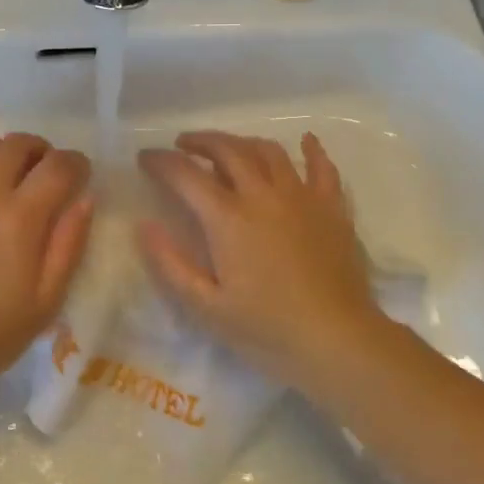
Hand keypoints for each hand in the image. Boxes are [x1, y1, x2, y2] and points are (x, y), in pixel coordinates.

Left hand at [0, 133, 93, 388]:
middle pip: (18, 142)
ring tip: (6, 179)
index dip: (76, 164)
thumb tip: (84, 198)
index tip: (79, 176)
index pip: (58, 166)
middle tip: (44, 176)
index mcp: (19, 218)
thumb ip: (69, 243)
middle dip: (41, 152)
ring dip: (2, 154)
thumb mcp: (47, 298)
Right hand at [137, 131, 382, 399]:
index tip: (145, 157)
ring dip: (242, 142)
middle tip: (182, 144)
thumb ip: (170, 264)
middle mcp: (262, 195)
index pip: (186, 175)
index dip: (161, 161)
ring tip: (228, 147)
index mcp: (227, 218)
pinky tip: (306, 141)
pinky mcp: (332, 208)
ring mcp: (301, 197)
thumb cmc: (267, 329)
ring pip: (268, 151)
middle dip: (200, 141)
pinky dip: (312, 150)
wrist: (338, 341)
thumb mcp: (205, 307)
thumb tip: (145, 225)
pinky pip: (322, 168)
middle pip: (227, 149)